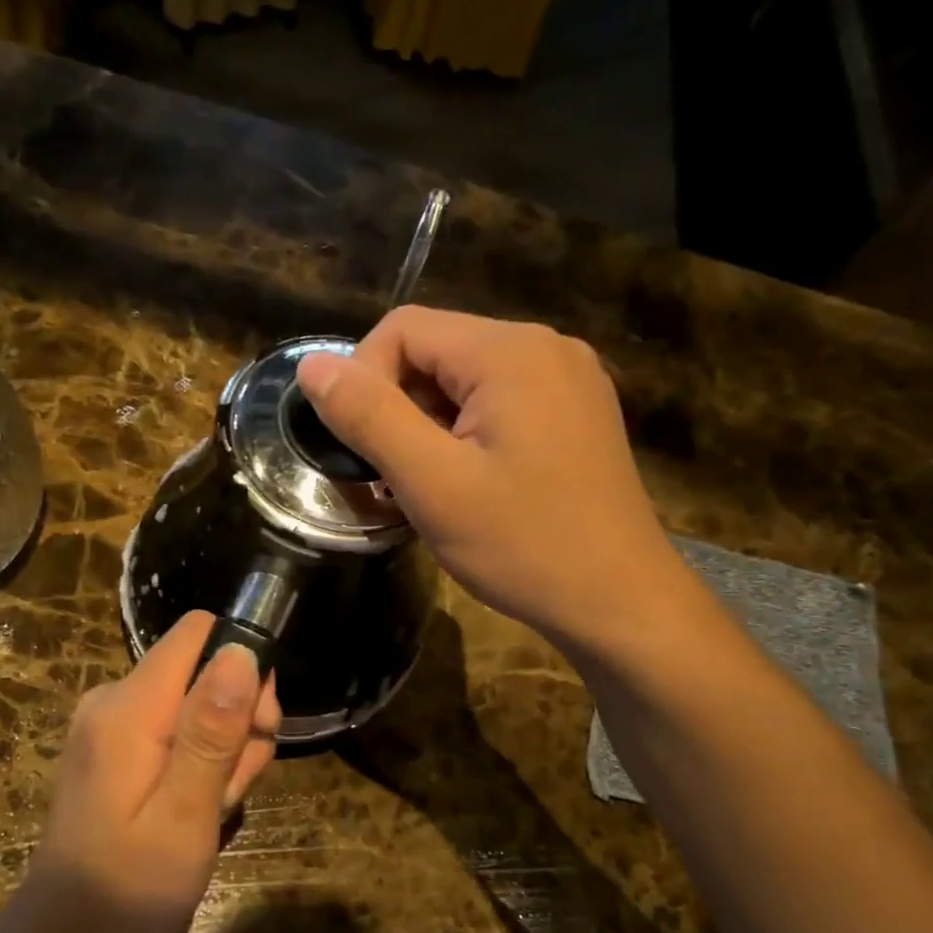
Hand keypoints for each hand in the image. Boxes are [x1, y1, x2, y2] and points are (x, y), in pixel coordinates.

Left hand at [22, 611, 280, 932]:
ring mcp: (112, 724)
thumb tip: (240, 652)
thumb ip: (212, 731)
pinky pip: (175, 729)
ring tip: (217, 806)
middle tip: (241, 780)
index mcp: (129, 707)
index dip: (242, 661)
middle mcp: (115, 700)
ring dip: (225, 747)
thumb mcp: (186, 814)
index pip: (198, 632)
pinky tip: (200, 806)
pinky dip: (201, 760)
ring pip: (197, 702)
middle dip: (238, 717)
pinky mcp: (116, 747)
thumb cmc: (131, 886)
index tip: (260, 720)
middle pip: (202, 668)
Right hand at [297, 307, 688, 655]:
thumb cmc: (523, 545)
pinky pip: (500, 403)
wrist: (620, 604)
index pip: (403, 329)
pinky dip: (465, 434)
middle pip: (436, 351)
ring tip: (428, 488)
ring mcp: (569, 381)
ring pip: (465, 381)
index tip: (362, 450)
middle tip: (392, 477)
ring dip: (428, 426)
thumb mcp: (432, 483)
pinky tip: (469, 484)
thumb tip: (312, 365)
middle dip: (398, 408)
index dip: (363, 380)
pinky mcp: (577, 414)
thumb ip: (369, 416)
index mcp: (511, 351)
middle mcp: (546, 348)